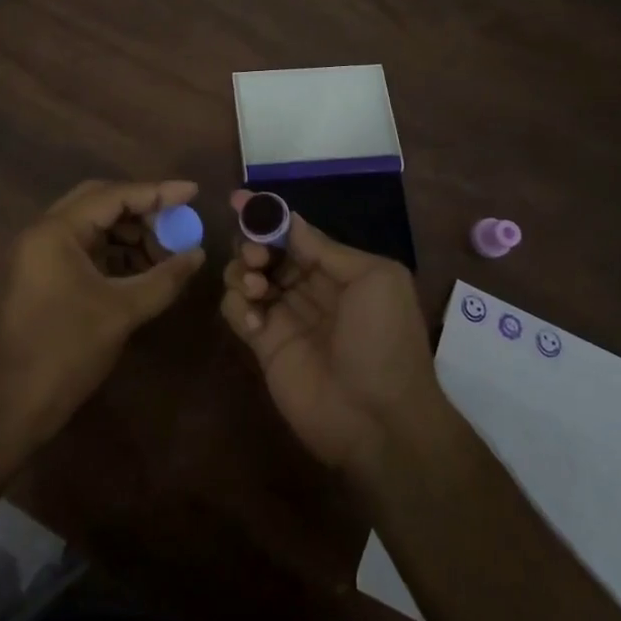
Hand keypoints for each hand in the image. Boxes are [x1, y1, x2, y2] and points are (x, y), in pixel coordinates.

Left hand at [0, 179, 204, 449]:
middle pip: (100, 202)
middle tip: (177, 221)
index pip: (113, 196)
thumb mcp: (122, 311)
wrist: (13, 405)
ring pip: (92, 225)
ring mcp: (40, 254)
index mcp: (56, 231)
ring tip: (165, 252)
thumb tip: (198, 254)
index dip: (157, 192)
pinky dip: (114, 253)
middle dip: (142, 210)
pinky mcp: (42, 276)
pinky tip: (142, 269)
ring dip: (129, 233)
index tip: (193, 192)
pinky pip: (84, 248)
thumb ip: (164, 278)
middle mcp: (44, 232)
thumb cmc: (66, 351)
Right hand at [218, 191, 440, 475]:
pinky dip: (236, 306)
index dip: (268, 215)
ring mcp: (284, 316)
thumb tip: (289, 220)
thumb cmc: (384, 340)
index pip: (295, 232)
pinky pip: (236, 311)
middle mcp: (307, 287)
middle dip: (252, 242)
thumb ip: (326, 248)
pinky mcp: (263, 345)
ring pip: (245, 275)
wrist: (379, 420)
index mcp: (337, 268)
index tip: (240, 200)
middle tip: (255, 255)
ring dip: (242, 271)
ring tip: (256, 288)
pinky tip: (254, 321)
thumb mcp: (374, 279)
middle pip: (265, 249)